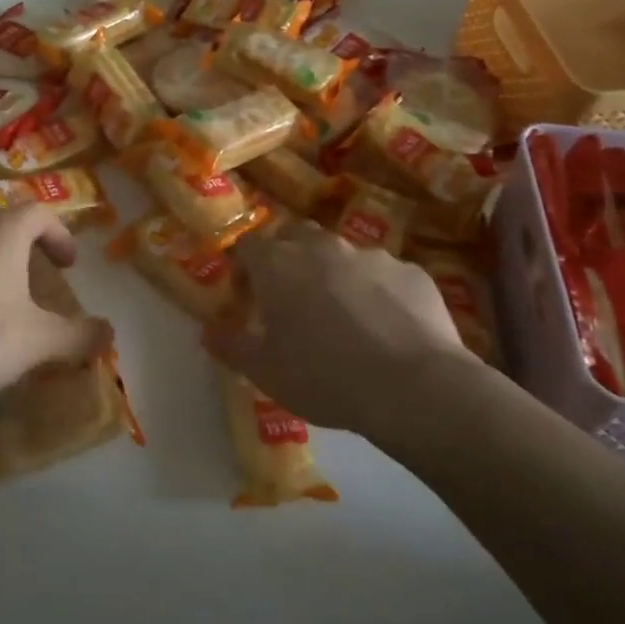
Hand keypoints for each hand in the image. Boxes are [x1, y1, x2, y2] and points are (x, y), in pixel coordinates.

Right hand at [203, 221, 488, 434]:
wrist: (414, 387)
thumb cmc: (324, 377)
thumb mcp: (265, 372)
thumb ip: (231, 346)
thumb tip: (209, 332)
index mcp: (278, 264)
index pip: (247, 246)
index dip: (243, 269)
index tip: (247, 299)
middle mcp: (322, 247)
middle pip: (294, 236)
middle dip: (287, 259)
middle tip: (291, 299)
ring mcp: (371, 255)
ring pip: (342, 255)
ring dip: (334, 275)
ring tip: (343, 319)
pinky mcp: (412, 272)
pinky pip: (384, 276)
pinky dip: (377, 293)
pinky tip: (386, 329)